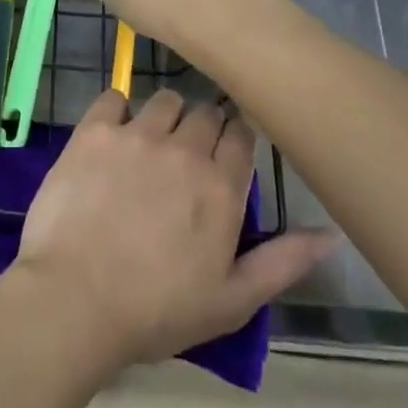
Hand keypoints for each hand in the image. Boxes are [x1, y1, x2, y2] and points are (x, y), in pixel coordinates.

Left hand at [9, 90, 333, 375]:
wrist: (76, 299)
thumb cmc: (157, 310)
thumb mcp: (232, 301)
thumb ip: (284, 261)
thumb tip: (332, 234)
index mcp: (221, 187)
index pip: (241, 135)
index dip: (234, 140)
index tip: (223, 155)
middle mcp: (184, 149)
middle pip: (205, 113)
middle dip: (202, 129)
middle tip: (185, 159)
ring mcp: (137, 134)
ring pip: (164, 99)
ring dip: (164, 117)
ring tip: (149, 146)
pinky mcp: (94, 130)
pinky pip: (113, 97)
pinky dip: (117, 111)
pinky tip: (111, 136)